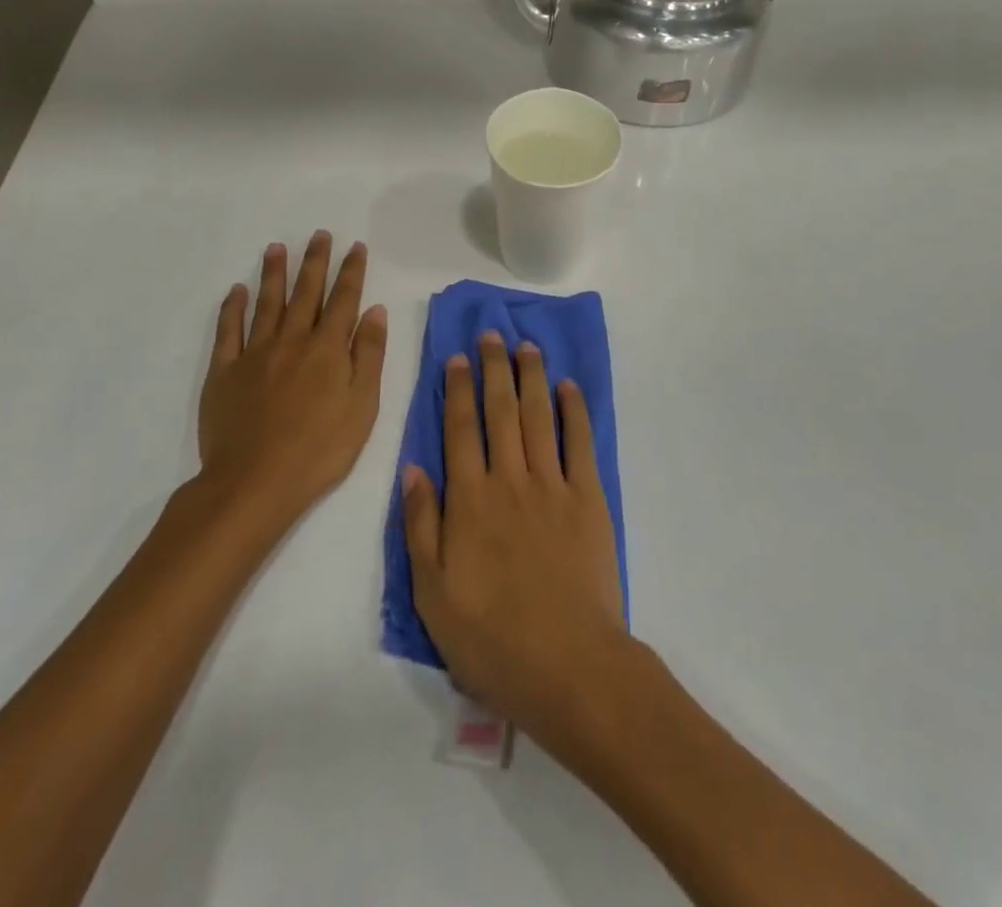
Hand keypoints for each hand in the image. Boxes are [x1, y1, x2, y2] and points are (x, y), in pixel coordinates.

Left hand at [196, 232, 388, 534]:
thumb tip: (374, 311)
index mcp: (328, 348)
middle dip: (315, 261)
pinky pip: (228, 330)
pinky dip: (233, 308)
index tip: (355, 246)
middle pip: (306, 292)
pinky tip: (237, 290)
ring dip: (274, 273)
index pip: (343, 299)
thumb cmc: (320, 449)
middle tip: (319, 234)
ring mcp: (254, 353)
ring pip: (267, 303)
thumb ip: (369, 355)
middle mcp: (292, 340)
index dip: (351, 271)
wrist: (255, 482)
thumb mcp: (363, 405)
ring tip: (277, 247)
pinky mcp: (224, 372)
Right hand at [400, 332, 626, 740]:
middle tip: (493, 334)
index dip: (457, 389)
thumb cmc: (492, 639)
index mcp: (470, 500)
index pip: (460, 429)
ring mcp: (553, 486)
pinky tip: (569, 387)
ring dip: (532, 377)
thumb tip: (412, 468)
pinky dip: (575, 411)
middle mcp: (510, 480)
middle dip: (494, 369)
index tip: (458, 357)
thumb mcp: (432, 594)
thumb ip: (421, 526)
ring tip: (528, 346)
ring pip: (539, 416)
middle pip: (501, 411)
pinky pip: (581, 443)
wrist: (569, 666)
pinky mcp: (589, 499)